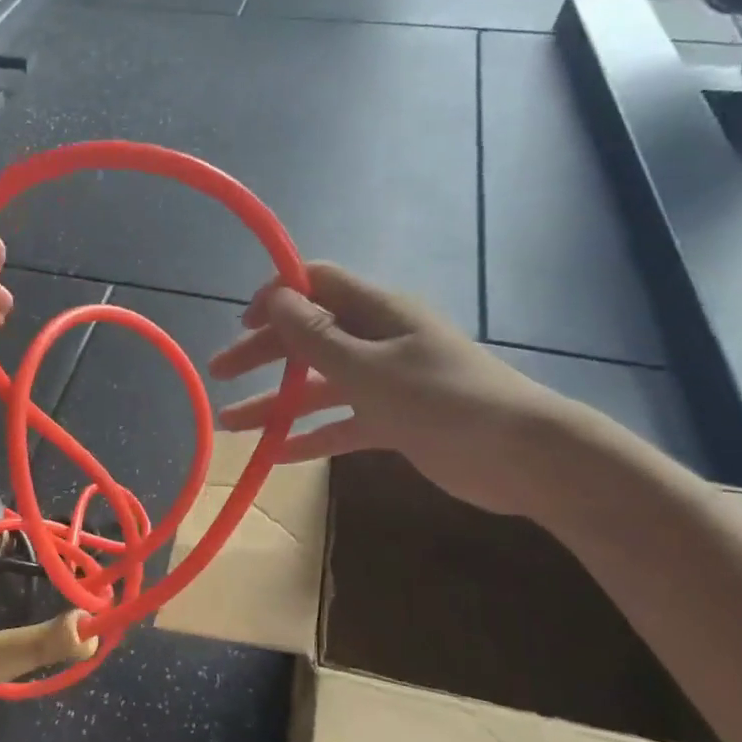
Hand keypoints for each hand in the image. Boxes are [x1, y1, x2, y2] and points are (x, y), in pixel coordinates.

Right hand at [208, 263, 585, 515]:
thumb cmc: (443, 399)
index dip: (277, 296)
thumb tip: (275, 297)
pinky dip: (310, 436)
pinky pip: (341, 422)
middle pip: (308, 337)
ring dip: (275, 403)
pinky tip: (276, 454)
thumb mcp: (370, 367)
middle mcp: (378, 339)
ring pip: (318, 386)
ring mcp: (386, 381)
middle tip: (219, 373)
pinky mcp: (394, 420)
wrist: (522, 456)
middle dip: (262, 353)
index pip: (317, 285)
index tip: (240, 324)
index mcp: (377, 312)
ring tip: (231, 424)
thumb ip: (318, 337)